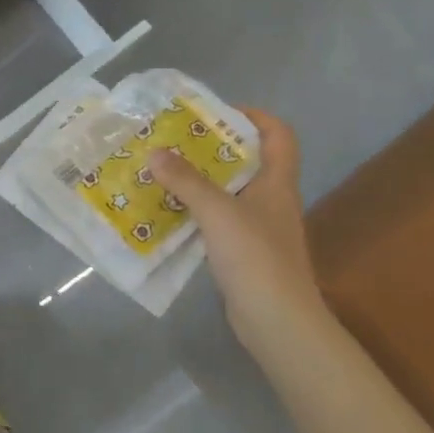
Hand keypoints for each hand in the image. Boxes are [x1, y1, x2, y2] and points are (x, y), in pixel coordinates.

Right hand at [149, 108, 325, 350]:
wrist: (277, 320)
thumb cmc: (255, 257)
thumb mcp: (218, 212)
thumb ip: (186, 181)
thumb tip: (155, 152)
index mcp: (277, 182)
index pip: (278, 135)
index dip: (254, 116)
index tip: (216, 112)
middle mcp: (271, 200)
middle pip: (248, 161)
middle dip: (214, 147)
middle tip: (176, 140)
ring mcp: (259, 228)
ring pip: (230, 191)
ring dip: (201, 180)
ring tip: (165, 171)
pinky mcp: (244, 252)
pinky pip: (218, 220)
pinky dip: (197, 211)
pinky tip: (170, 212)